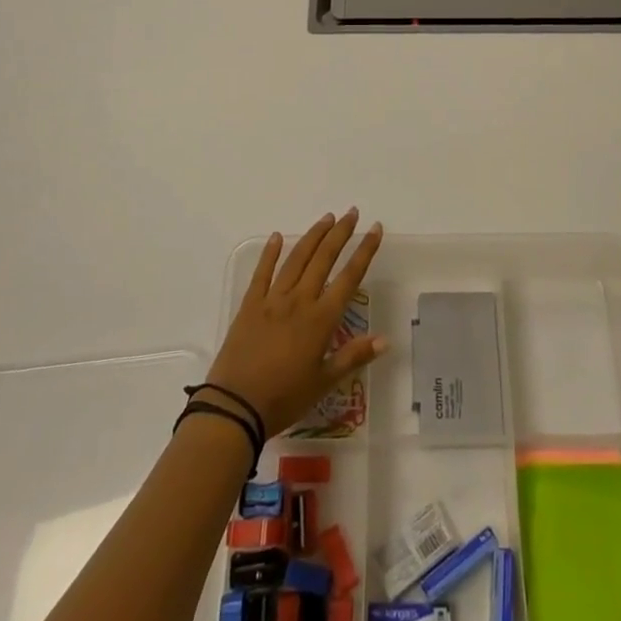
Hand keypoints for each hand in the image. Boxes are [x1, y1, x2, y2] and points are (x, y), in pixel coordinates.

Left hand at [204, 210, 387, 436]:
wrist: (234, 407)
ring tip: (326, 218)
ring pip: (296, 259)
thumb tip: (385, 339)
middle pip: (324, 258)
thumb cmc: (284, 399)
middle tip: (352, 212)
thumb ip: (353, 356)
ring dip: (313, 236)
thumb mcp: (324, 383)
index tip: (375, 229)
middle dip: (340, 233)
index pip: (349, 277)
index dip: (365, 251)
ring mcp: (272, 300)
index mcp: (321, 319)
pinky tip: (277, 236)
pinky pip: (262, 273)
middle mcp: (299, 301)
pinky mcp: (250, 305)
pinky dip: (270, 253)